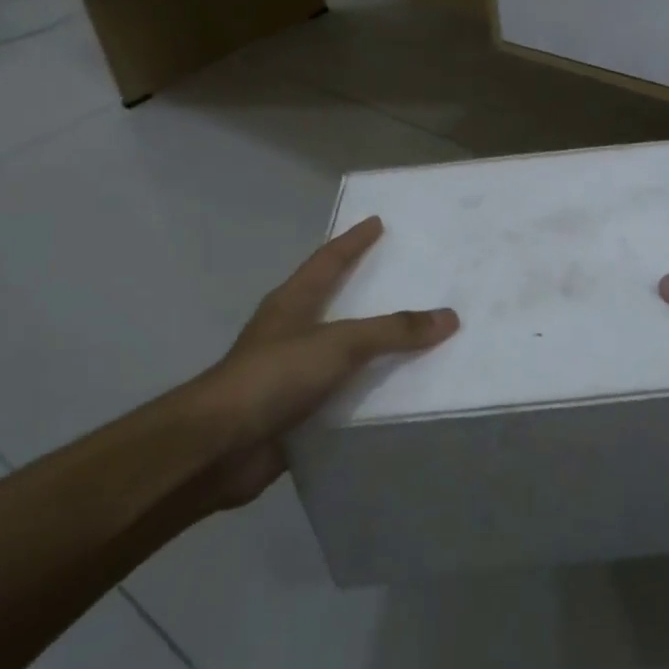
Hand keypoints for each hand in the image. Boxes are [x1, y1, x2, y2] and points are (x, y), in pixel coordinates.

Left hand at [192, 217, 458, 506]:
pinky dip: (367, 390)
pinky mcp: (296, 411)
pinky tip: (396, 392)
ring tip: (415, 336)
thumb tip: (449, 317)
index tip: (376, 222)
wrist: (218, 447)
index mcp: (293, 302)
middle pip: (335, 300)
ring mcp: (291, 373)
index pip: (328, 259)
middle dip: (366, 289)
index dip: (353, 240)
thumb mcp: (339, 344)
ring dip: (372, 345)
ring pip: (342, 350)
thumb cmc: (274, 376)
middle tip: (406, 276)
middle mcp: (291, 331)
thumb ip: (393, 331)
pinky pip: (343, 392)